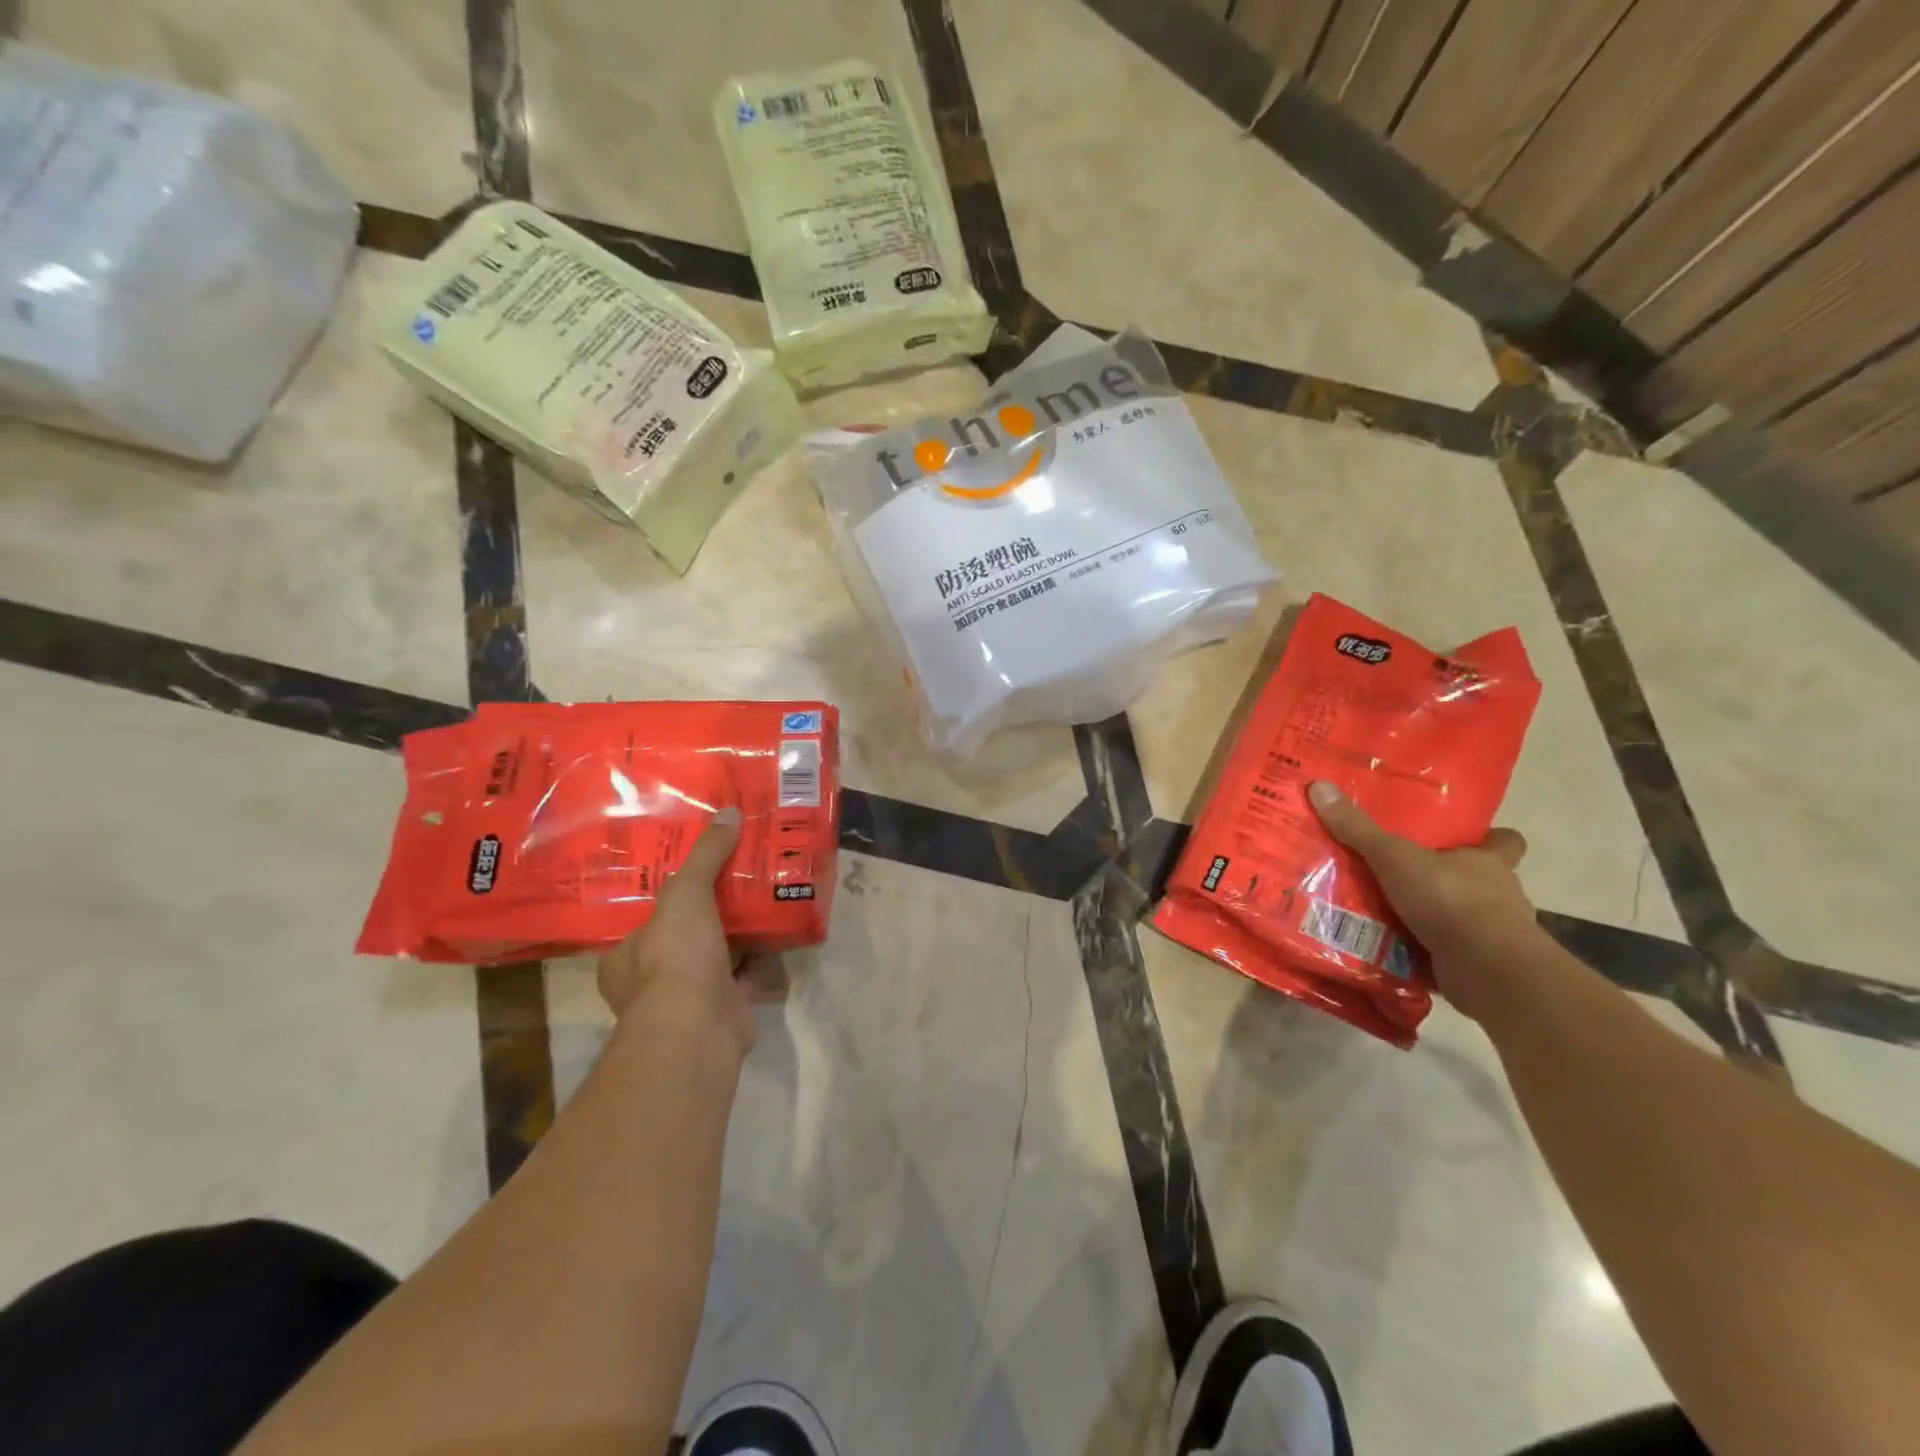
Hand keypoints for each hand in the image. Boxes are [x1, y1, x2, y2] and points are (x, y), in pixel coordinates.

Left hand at [597, 808, 756, 1059]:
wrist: (698, 1029)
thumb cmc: (674, 959)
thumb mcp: (685, 894)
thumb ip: (705, 856)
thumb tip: (728, 814)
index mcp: (625, 956)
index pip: (644, 917)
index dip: (669, 894)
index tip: (695, 870)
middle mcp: (651, 980)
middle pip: (685, 934)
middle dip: (710, 912)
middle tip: (738, 876)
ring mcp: (689, 999)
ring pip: (717, 955)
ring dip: (739, 934)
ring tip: (765, 895)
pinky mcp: (725, 1009)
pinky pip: (747, 975)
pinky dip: (763, 958)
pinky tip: (783, 931)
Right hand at [1307, 781, 1540, 1018]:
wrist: (1488, 970)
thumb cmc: (1450, 900)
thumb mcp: (1394, 858)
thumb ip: (1358, 829)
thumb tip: (1319, 786)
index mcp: (1489, 863)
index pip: (1505, 841)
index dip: (1490, 838)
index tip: (1469, 837)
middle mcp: (1498, 895)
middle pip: (1480, 880)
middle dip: (1448, 879)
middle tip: (1406, 874)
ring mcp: (1493, 934)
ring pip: (1463, 918)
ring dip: (1434, 918)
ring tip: (1389, 914)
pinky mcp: (1480, 965)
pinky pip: (1449, 953)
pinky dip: (1426, 952)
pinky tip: (1393, 950)